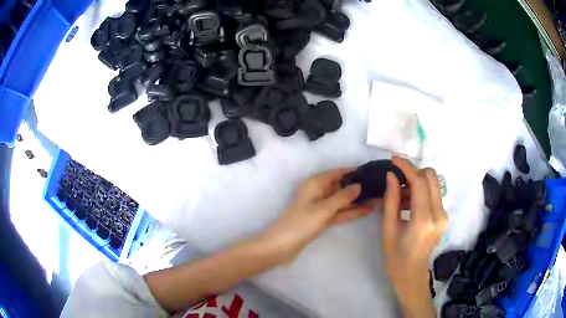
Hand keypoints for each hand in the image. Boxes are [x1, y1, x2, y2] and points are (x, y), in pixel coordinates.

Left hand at [260, 168, 376, 263]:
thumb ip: (342, 197)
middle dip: (359, 187)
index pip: (338, 172)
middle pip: (341, 186)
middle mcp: (318, 192)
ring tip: (378, 198)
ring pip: (342, 200)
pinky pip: (339, 212)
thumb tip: (359, 185)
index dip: (354, 172)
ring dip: (357, 200)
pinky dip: (351, 211)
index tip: (372, 172)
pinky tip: (367, 210)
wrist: (281, 246)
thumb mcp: (323, 209)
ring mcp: (320, 207)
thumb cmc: (301, 224)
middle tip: (379, 187)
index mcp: (315, 183)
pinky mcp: (322, 219)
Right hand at [382, 156, 447, 317]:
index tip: (394, 160)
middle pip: (431, 177)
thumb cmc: (396, 257)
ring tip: (400, 198)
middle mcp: (439, 214)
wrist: (412, 275)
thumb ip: (391, 200)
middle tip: (397, 180)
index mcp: (424, 220)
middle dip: (413, 172)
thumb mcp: (388, 229)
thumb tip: (391, 176)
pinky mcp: (444, 216)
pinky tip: (408, 205)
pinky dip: (421, 192)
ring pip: (433, 184)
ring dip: (416, 183)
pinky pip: (433, 194)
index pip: (419, 182)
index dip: (406, 167)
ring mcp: (444, 215)